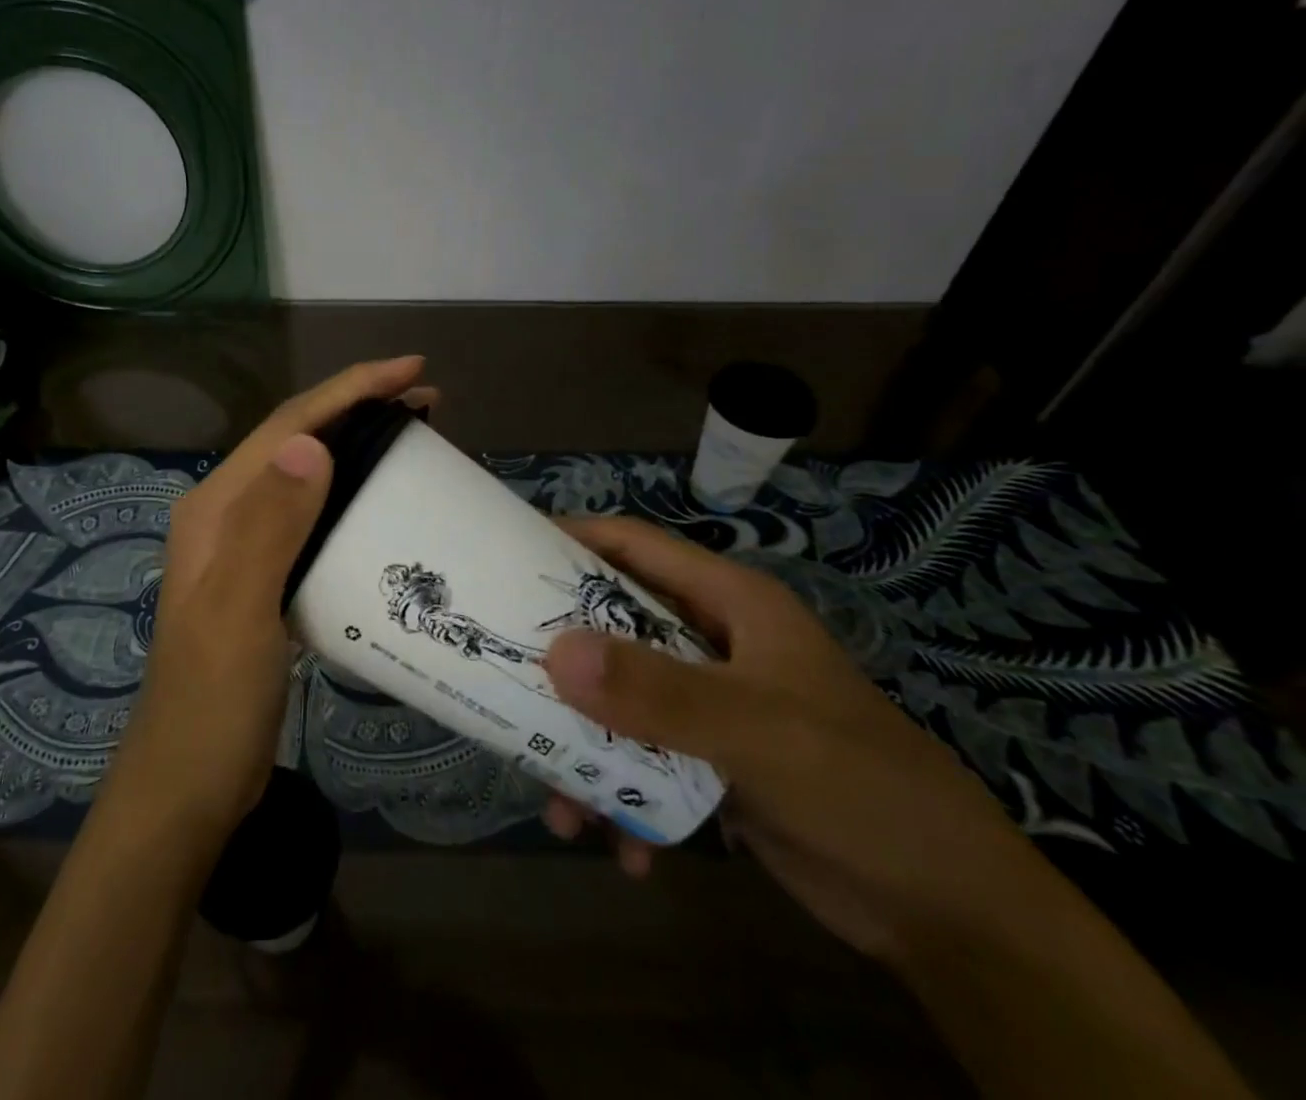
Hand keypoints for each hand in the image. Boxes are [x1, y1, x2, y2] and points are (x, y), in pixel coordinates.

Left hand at [101, 356, 433, 845]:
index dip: (349, 390)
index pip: (288, 426)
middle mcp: (229, 515)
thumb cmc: (212, 700)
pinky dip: (351, 498)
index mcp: (217, 507)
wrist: (189, 785)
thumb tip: (309, 445)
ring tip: (414, 441)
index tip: (411, 371)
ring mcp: (247, 548)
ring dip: (357, 450)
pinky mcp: (267, 579)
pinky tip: (382, 507)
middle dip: (359, 410)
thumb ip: (269, 527)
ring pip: (309, 477)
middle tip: (427, 403)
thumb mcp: (240, 611)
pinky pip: (315, 519)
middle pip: (300, 442)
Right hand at [539, 515, 1049, 968]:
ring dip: (585, 748)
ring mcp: (710, 706)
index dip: (572, 540)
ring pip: (620, 702)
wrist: (951, 914)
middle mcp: (712, 644)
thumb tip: (554, 653)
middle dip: (561, 661)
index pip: (635, 547)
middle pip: (614, 628)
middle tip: (503, 679)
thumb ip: (658, 692)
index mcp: (729, 605)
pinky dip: (623, 799)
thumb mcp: (757, 730)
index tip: (505, 554)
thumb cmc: (860, 785)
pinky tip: (621, 849)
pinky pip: (642, 762)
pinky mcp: (710, 763)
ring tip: (560, 804)